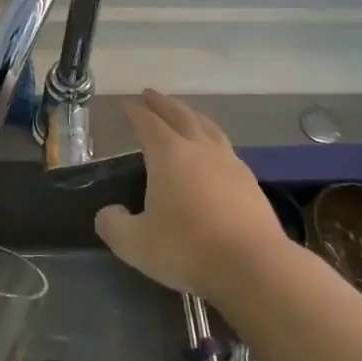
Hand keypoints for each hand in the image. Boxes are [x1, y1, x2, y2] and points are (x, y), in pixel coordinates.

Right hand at [93, 89, 294, 299]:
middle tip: (149, 94)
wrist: (253, 266)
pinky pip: (226, 147)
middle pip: (180, 115)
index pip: (147, 123)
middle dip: (162, 103)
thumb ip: (113, 225)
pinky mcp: (250, 182)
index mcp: (168, 155)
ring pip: (208, 127)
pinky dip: (212, 139)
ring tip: (183, 114)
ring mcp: (229, 162)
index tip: (124, 104)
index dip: (133, 112)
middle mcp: (200, 149)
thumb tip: (108, 213)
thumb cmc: (187, 249)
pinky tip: (213, 152)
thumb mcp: (135, 244)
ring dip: (191, 115)